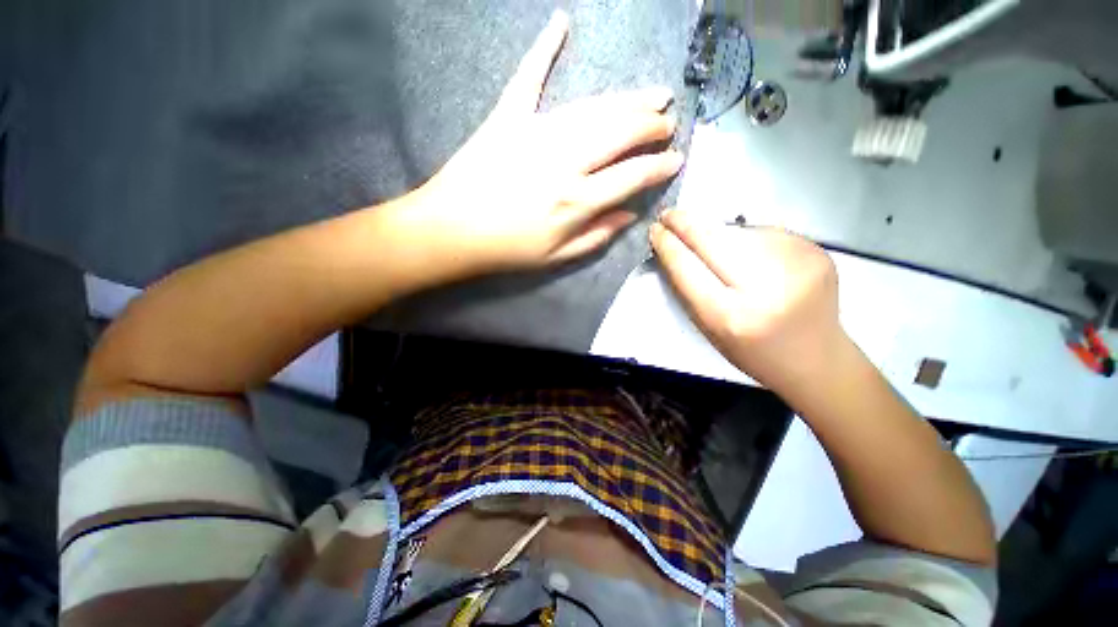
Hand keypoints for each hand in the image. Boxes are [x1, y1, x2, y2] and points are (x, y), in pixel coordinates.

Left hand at [391, 10, 682, 274]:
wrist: (450, 231)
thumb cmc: (506, 250)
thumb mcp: (556, 257)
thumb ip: (597, 236)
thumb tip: (630, 216)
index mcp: (576, 201)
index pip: (632, 177)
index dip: (659, 168)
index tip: (676, 161)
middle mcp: (565, 162)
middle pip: (621, 133)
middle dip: (652, 127)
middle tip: (667, 124)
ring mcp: (535, 133)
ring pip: (594, 108)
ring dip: (629, 100)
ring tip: (654, 95)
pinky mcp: (507, 117)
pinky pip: (529, 77)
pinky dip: (544, 48)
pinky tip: (561, 23)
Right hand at [649, 210, 844, 389]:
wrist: (815, 357)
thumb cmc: (751, 350)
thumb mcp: (709, 329)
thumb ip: (688, 289)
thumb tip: (672, 248)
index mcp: (732, 316)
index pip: (688, 268)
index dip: (668, 245)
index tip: (655, 230)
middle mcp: (766, 287)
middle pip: (713, 240)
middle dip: (685, 224)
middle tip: (668, 215)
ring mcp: (797, 264)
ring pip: (737, 231)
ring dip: (715, 232)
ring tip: (707, 240)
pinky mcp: (815, 250)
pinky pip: (764, 232)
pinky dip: (744, 237)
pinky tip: (745, 252)